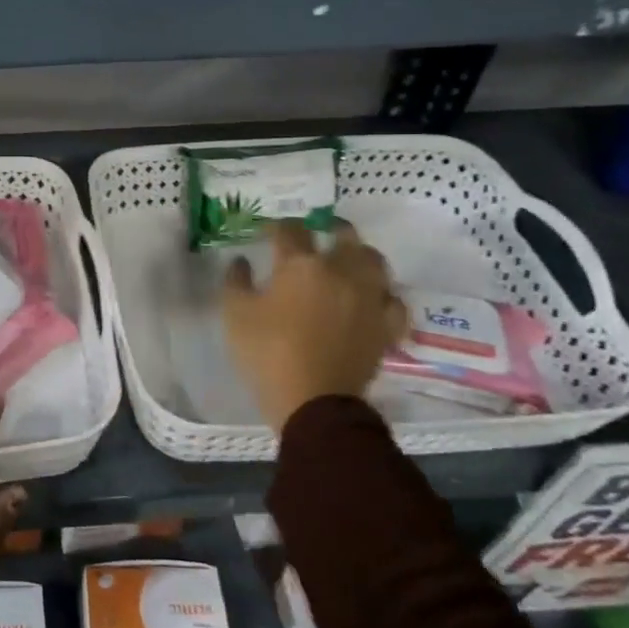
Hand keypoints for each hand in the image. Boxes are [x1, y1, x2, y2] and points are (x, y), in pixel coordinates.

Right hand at [222, 220, 406, 433]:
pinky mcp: (386, 326)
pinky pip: (393, 301)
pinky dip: (384, 295)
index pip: (291, 230)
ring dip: (360, 255)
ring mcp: (370, 298)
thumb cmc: (267, 353)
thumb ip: (236, 281)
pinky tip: (372, 299)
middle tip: (318, 233)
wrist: (312, 401)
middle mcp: (342, 271)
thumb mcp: (235, 314)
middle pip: (344, 235)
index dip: (277, 226)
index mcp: (301, 264)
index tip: (268, 232)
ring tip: (348, 261)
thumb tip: (242, 261)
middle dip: (329, 228)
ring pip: (375, 261)